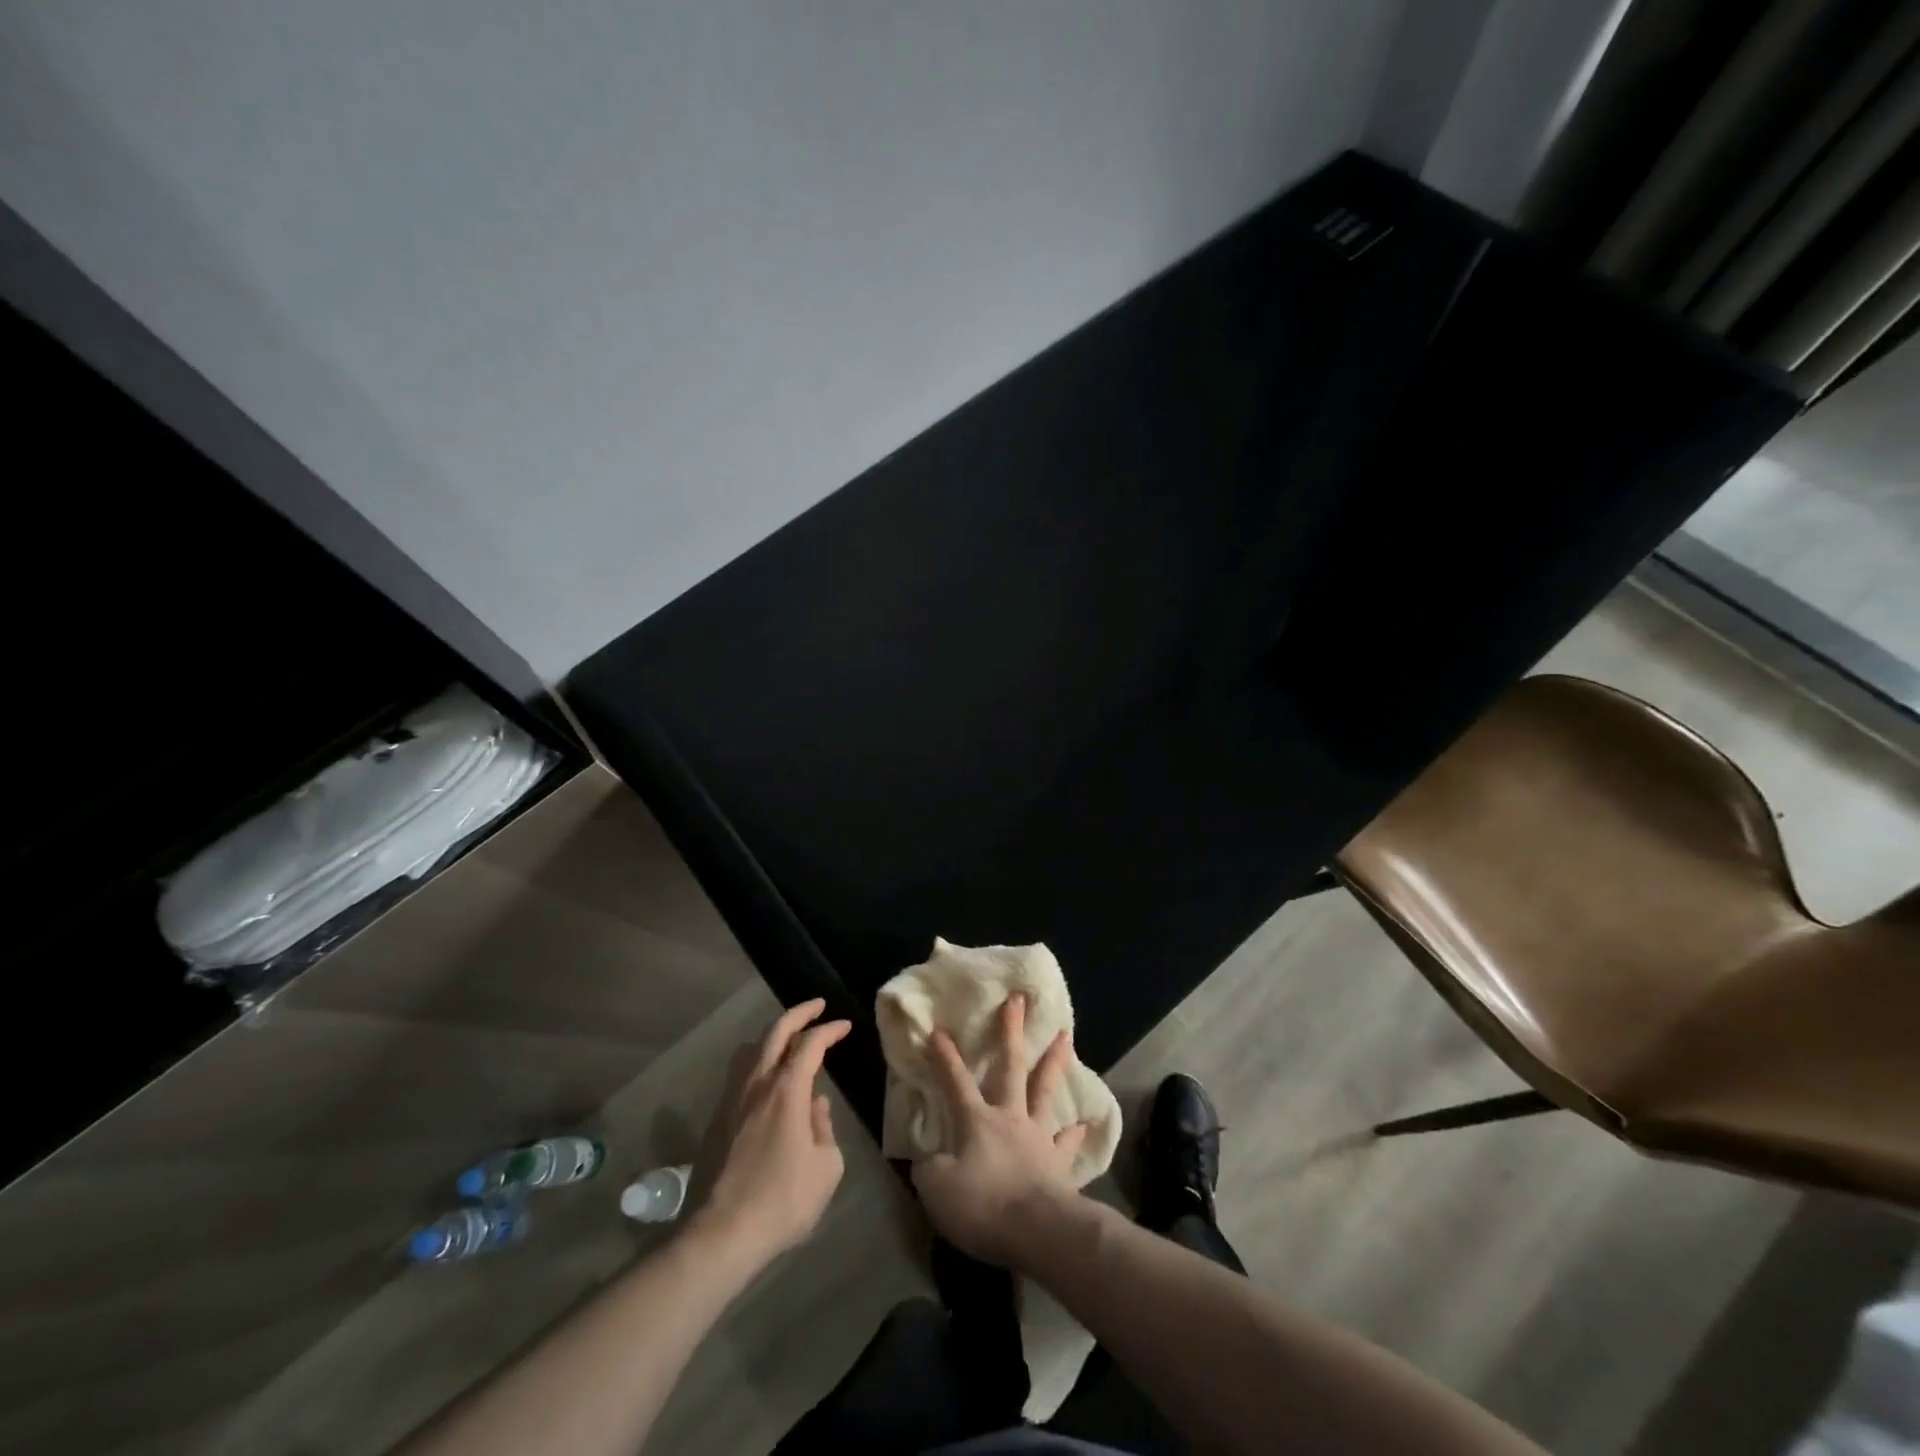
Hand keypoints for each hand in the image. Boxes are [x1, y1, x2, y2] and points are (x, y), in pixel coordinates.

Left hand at [692, 999, 850, 1266]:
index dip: (829, 1030)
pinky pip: (740, 1073)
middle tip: (817, 1006)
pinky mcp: (716, 1120)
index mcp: (786, 1090)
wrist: (720, 1235)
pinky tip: (767, 1079)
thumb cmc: (782, 1200)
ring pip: (751, 1050)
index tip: (845, 1025)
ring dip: (773, 1036)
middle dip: (798, 1014)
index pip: (811, 1044)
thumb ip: (824, 1129)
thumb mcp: (826, 1167)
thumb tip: (815, 1107)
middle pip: (775, 1032)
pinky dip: (758, 1061)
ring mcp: (731, 1100)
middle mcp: (756, 1084)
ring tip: (789, 1039)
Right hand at [910, 993, 1089, 1268]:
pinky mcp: (1059, 1164)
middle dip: (1011, 1031)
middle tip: (1018, 999)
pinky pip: (1067, 1143)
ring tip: (1066, 1035)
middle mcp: (1010, 1118)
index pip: (956, 1082)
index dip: (945, 1057)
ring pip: (1046, 1090)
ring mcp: (1038, 1137)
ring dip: (1055, 1061)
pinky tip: (1084, 1124)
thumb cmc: (984, 1206)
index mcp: (977, 1122)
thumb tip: (927, 1160)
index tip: (939, 1029)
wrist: (1039, 1231)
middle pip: (1010, 1067)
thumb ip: (929, 1170)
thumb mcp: (937, 1191)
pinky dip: (1075, 1133)